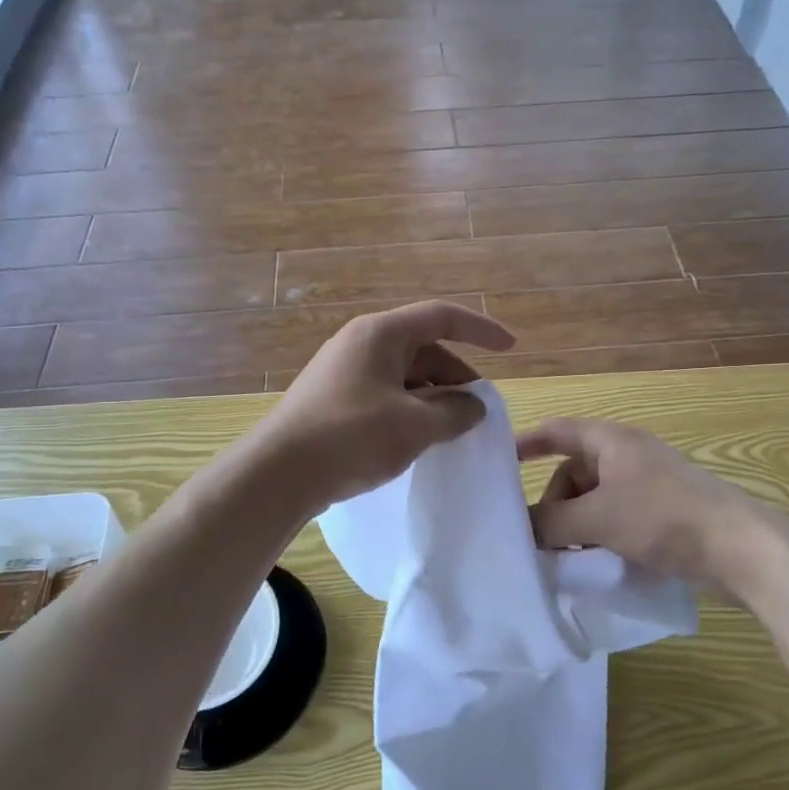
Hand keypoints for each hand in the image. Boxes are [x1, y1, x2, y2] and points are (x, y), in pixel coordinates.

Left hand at [260, 300, 515, 507]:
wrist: (277, 474)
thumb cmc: (351, 437)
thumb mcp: (415, 425)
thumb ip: (455, 412)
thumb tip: (475, 406)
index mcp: (381, 333)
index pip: (441, 316)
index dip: (480, 329)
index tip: (511, 348)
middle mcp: (360, 343)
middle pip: (423, 347)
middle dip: (456, 374)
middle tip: (478, 408)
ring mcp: (343, 371)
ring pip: (403, 374)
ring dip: (433, 396)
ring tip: (452, 428)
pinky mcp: (332, 398)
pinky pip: (384, 393)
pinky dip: (409, 408)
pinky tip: (417, 438)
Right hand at [517, 417, 788, 586]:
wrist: (738, 548)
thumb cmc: (662, 517)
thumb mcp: (598, 518)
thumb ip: (552, 522)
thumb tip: (520, 529)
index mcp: (611, 442)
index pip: (557, 432)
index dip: (526, 443)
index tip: (497, 462)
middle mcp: (626, 457)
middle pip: (573, 474)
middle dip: (553, 505)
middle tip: (541, 539)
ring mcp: (646, 486)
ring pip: (593, 501)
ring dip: (575, 527)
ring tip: (567, 559)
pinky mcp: (661, 515)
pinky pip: (615, 520)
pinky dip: (599, 538)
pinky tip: (595, 565)